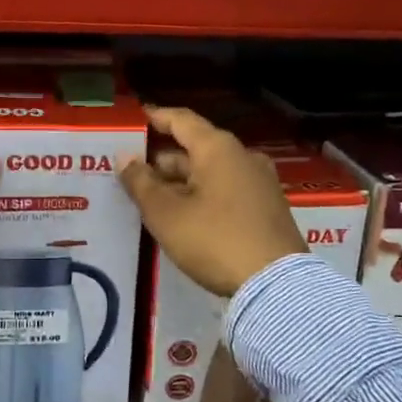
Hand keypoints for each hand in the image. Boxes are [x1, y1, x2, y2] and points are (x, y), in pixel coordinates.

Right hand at [120, 107, 305, 297]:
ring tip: (154, 197)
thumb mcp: (166, 213)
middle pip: (197, 147)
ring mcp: (260, 182)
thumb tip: (125, 157)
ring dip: (182, 180)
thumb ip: (141, 182)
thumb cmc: (214, 240)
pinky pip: (227, 189)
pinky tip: (185, 215)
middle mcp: (243, 157)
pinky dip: (203, 194)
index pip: (182, 120)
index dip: (157, 117)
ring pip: (212, 171)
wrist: (276, 285)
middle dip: (164, 159)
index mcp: (218, 149)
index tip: (138, 116)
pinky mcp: (268, 208)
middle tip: (134, 172)